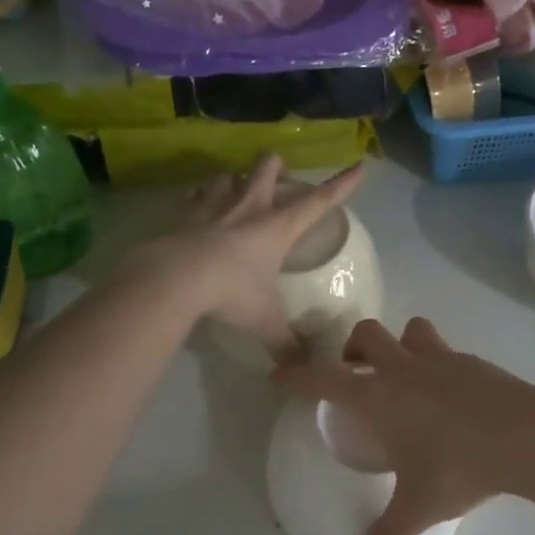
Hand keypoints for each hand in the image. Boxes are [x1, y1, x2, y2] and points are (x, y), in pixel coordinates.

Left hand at [124, 155, 363, 360]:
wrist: (176, 278)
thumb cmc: (231, 292)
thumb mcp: (264, 321)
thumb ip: (284, 342)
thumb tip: (300, 368)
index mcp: (278, 227)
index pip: (319, 201)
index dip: (341, 185)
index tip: (359, 167)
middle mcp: (249, 207)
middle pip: (267, 167)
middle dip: (276, 166)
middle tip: (278, 177)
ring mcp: (214, 206)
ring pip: (228, 174)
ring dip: (235, 178)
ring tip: (236, 189)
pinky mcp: (184, 213)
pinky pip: (194, 195)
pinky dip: (199, 197)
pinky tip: (199, 206)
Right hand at [276, 317, 534, 534]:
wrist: (527, 436)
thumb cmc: (460, 467)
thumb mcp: (420, 507)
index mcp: (376, 397)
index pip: (322, 378)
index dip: (296, 375)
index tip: (279, 374)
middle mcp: (402, 368)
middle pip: (364, 335)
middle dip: (352, 349)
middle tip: (356, 375)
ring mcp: (440, 358)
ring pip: (409, 331)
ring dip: (399, 345)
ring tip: (404, 375)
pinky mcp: (472, 360)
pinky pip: (444, 349)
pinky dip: (437, 362)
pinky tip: (449, 392)